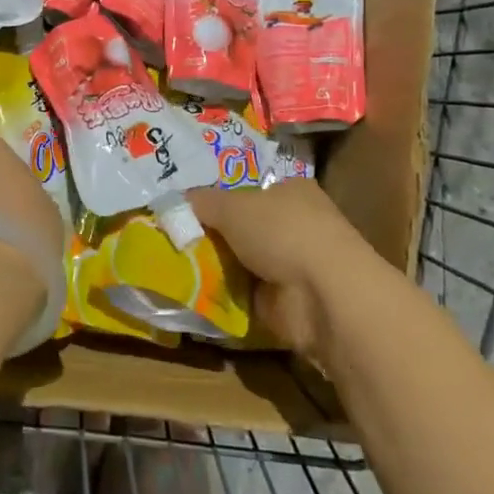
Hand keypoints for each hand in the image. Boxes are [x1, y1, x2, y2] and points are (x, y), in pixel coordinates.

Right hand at [187, 180, 387, 362]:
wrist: (322, 297)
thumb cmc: (283, 232)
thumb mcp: (232, 206)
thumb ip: (201, 202)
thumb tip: (172, 202)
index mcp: (291, 191)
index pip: (249, 190)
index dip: (218, 198)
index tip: (185, 207)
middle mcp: (294, 225)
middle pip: (242, 227)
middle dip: (211, 234)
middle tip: (171, 236)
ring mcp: (291, 266)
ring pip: (240, 261)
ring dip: (215, 266)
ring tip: (172, 264)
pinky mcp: (284, 303)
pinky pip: (243, 294)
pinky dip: (222, 296)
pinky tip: (192, 292)